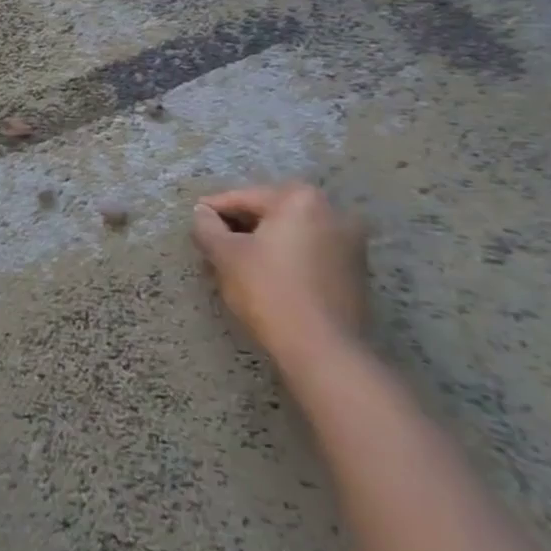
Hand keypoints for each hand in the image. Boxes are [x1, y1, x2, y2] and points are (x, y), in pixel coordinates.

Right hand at [192, 181, 367, 366]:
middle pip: (270, 213)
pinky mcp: (356, 273)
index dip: (213, 210)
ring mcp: (350, 243)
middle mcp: (332, 212)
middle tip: (212, 244)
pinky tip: (264, 276)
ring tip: (234, 262)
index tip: (194, 222)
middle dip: (240, 227)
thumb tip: (202, 213)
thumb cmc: (270, 291)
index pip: (244, 198)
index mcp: (301, 199)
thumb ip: (207, 226)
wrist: (325, 353)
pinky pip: (309, 253)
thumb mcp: (225, 255)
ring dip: (262, 243)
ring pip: (290, 234)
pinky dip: (285, 258)